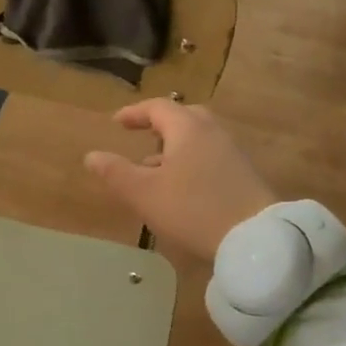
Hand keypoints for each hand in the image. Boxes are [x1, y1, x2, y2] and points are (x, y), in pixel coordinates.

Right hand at [84, 100, 277, 259]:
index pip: (158, 108)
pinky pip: (211, 155)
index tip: (117, 123)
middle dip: (159, 125)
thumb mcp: (145, 194)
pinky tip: (183, 187)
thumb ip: (116, 173)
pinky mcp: (244, 174)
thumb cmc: (192, 209)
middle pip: (184, 117)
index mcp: (187, 128)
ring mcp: (232, 152)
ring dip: (175, 146)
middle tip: (142, 136)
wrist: (255, 238)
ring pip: (199, 138)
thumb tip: (91, 156)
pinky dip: (191, 160)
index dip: (134, 113)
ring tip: (155, 169)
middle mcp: (212, 132)